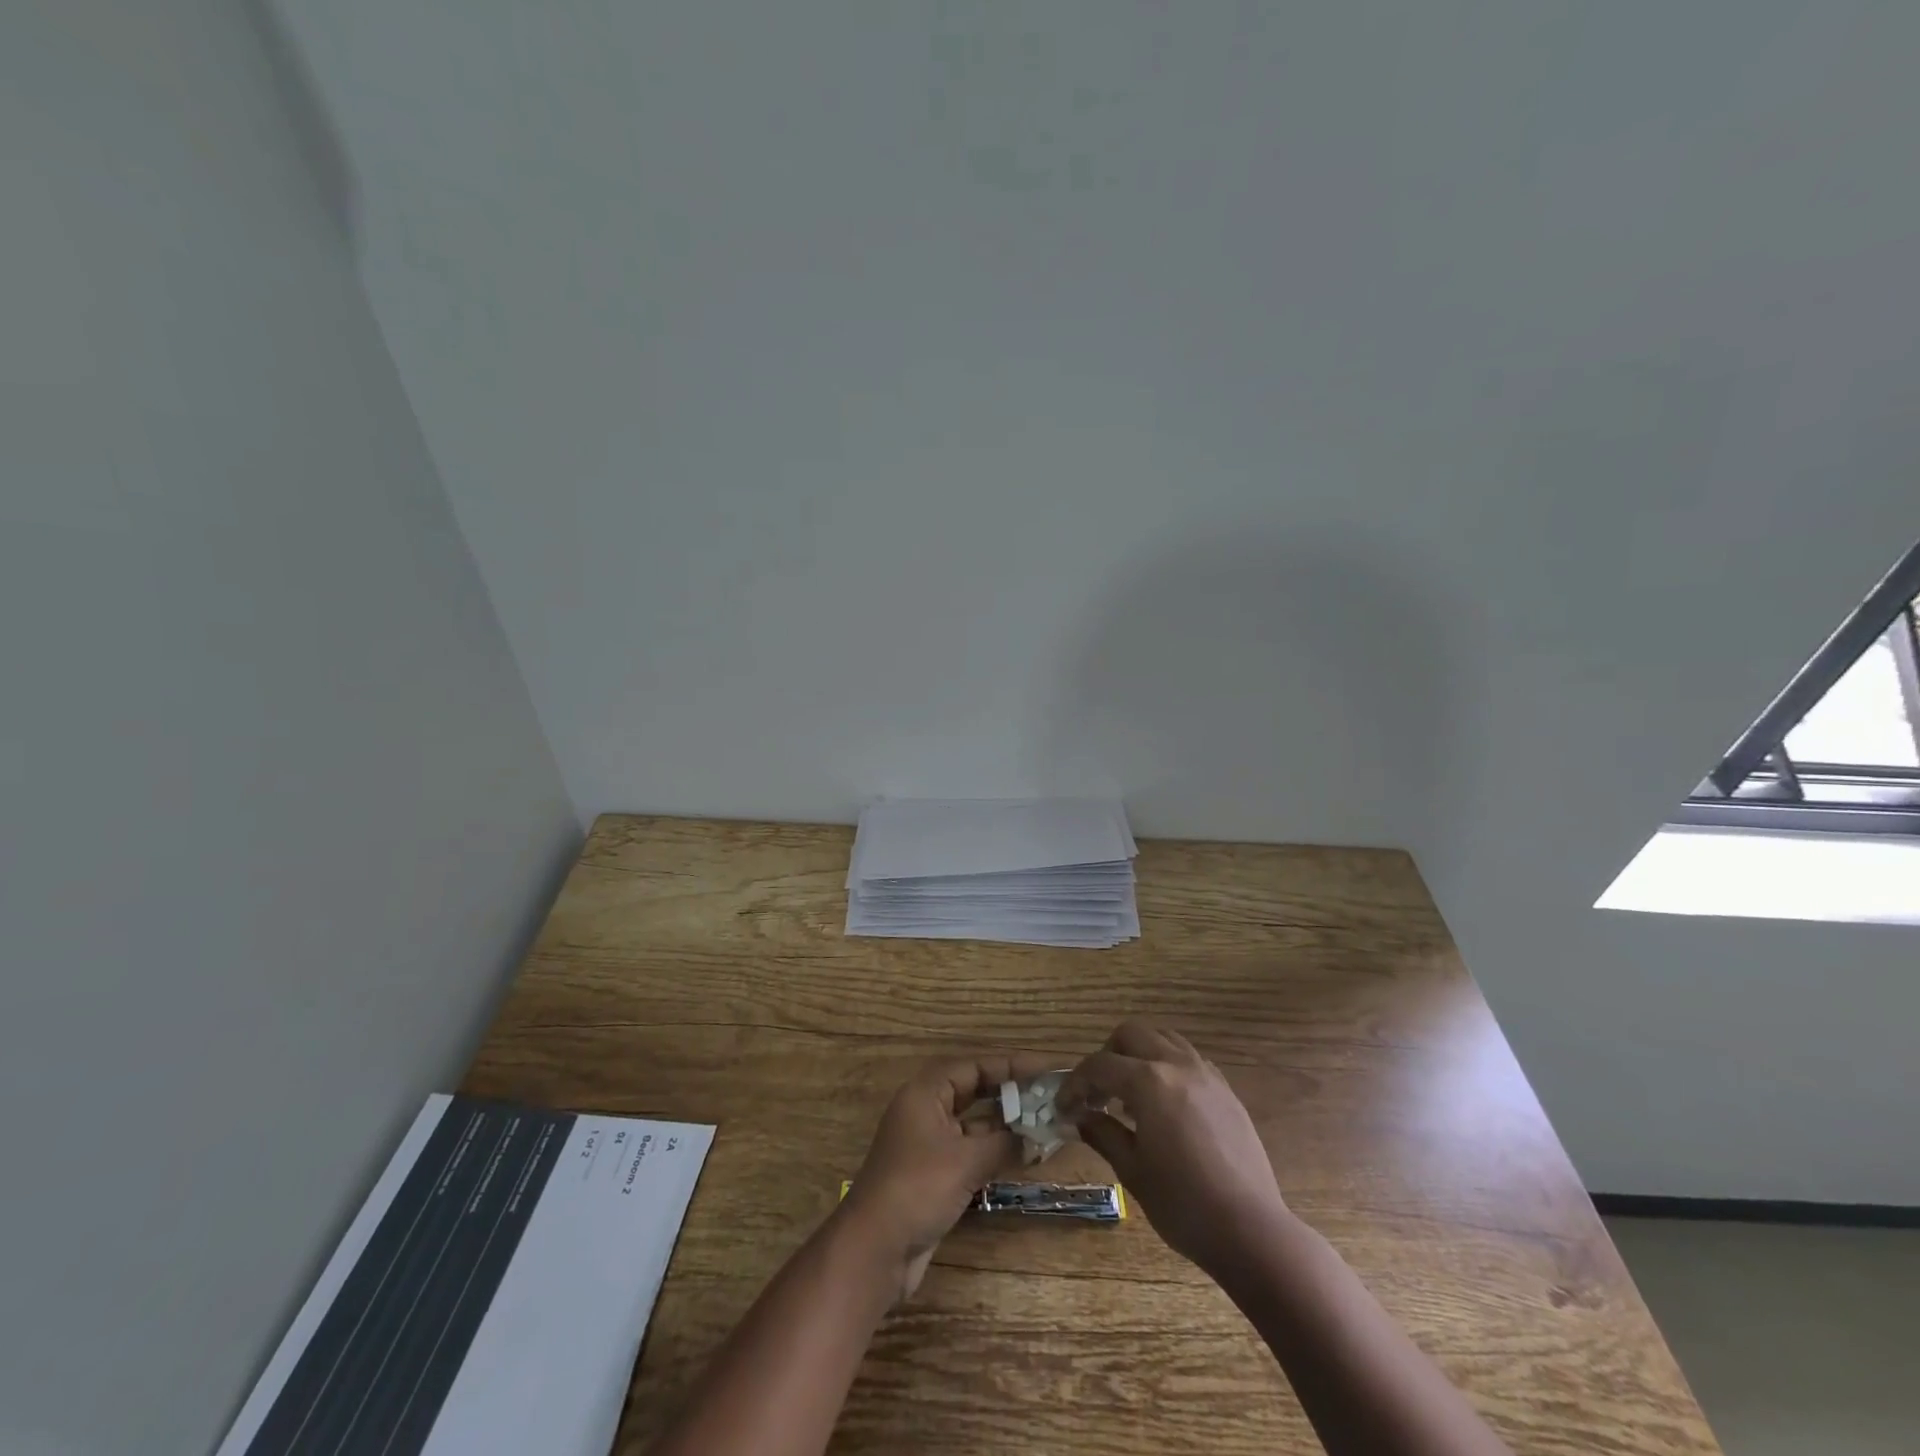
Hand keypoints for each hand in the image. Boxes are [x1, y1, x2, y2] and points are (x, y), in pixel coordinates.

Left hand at [841, 1054, 1049, 1298]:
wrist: (875, 1250)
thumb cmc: (918, 1189)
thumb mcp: (966, 1161)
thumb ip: (1005, 1143)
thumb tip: (1038, 1136)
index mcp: (926, 1092)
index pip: (975, 1066)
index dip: (1012, 1065)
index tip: (1047, 1068)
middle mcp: (927, 1110)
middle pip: (975, 1090)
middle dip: (1011, 1092)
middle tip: (1049, 1095)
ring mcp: (930, 1143)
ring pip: (975, 1123)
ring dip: (1007, 1124)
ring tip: (1046, 1124)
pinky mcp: (935, 1174)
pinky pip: (972, 1150)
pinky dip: (996, 1150)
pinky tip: (1025, 1156)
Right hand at [1060, 1019, 1288, 1277]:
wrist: (1251, 1231)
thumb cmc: (1183, 1204)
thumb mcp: (1132, 1171)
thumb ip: (1102, 1134)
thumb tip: (1078, 1118)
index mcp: (1148, 1081)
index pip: (1099, 1066)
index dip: (1074, 1084)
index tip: (1063, 1107)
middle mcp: (1176, 1064)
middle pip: (1131, 1034)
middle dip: (1106, 1056)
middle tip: (1097, 1093)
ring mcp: (1206, 1074)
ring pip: (1163, 1038)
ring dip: (1139, 1054)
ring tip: (1130, 1094)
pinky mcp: (1226, 1090)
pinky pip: (1189, 1059)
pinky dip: (1167, 1066)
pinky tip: (1164, 1103)